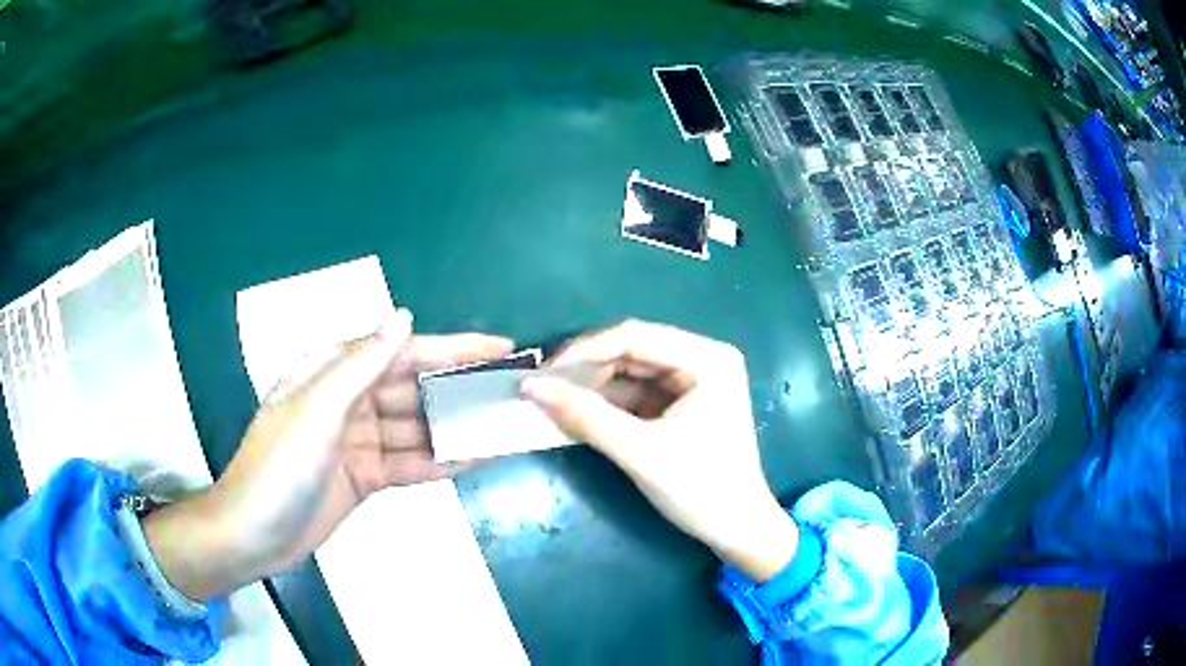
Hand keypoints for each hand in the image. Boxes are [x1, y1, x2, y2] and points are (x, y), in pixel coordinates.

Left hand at [143, 310, 513, 600]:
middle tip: (510, 393)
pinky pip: (409, 462)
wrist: (255, 535)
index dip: (452, 348)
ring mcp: (358, 440)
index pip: (402, 351)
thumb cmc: (278, 467)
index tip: (499, 348)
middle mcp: (349, 399)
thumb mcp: (316, 411)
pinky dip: (440, 461)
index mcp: (333, 372)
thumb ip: (361, 365)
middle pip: (414, 388)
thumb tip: (404, 317)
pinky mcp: (365, 475)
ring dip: (456, 428)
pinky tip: (477, 458)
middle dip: (460, 389)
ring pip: (416, 427)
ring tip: (504, 426)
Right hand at [521, 320, 797, 581]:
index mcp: (707, 358)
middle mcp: (702, 359)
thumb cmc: (701, 489)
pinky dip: (607, 405)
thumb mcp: (640, 452)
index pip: (635, 336)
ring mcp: (693, 382)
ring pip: (630, 373)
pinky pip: (636, 395)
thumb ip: (586, 416)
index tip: (541, 373)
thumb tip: (530, 386)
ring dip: (593, 388)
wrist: (737, 531)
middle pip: (632, 351)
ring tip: (551, 401)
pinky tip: (577, 414)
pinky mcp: (682, 405)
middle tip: (541, 388)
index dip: (584, 351)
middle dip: (587, 371)